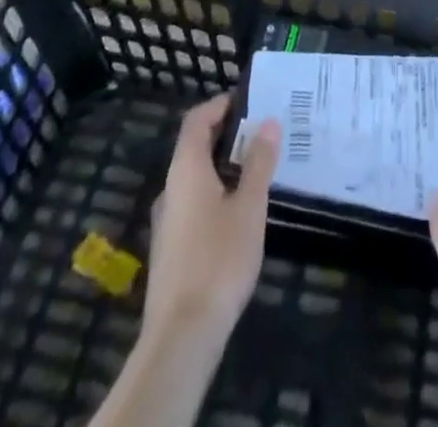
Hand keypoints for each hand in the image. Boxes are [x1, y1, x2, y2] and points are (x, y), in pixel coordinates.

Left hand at [143, 94, 280, 344]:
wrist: (181, 337)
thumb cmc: (219, 260)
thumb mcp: (249, 207)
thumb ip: (259, 163)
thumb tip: (269, 122)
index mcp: (186, 169)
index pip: (196, 120)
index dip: (220, 105)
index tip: (249, 101)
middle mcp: (171, 188)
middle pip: (195, 146)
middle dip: (227, 135)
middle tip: (263, 133)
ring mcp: (168, 221)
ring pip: (195, 177)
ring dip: (224, 166)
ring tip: (259, 169)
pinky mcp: (171, 249)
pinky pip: (194, 203)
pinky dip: (217, 192)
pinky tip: (241, 211)